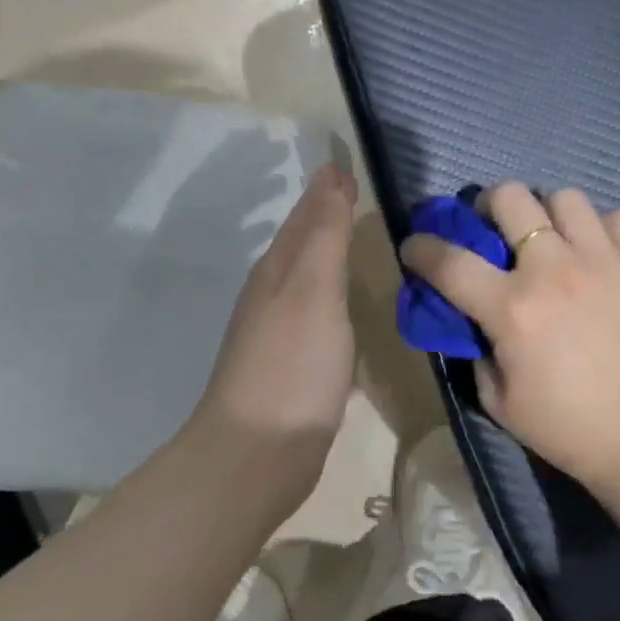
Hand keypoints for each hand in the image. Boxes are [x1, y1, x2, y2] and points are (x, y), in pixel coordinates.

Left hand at [190, 163, 357, 506]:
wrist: (258, 454)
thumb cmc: (292, 366)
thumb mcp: (314, 290)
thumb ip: (326, 234)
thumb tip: (332, 174)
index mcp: (277, 271)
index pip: (305, 216)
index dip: (327, 190)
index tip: (350, 165)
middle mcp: (273, 295)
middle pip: (302, 244)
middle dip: (326, 216)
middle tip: (358, 194)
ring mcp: (280, 334)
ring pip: (309, 279)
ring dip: (330, 257)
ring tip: (361, 241)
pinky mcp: (294, 367)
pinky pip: (319, 314)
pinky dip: (335, 298)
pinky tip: (351, 309)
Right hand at [400, 183, 619, 501]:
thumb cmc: (566, 428)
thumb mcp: (498, 400)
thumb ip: (477, 348)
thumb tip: (475, 316)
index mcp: (512, 308)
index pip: (449, 261)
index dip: (421, 248)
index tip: (415, 246)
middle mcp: (554, 269)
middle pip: (509, 198)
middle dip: (487, 206)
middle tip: (493, 229)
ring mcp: (603, 261)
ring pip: (565, 197)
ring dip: (546, 213)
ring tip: (550, 238)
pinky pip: (618, 218)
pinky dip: (600, 228)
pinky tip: (595, 252)